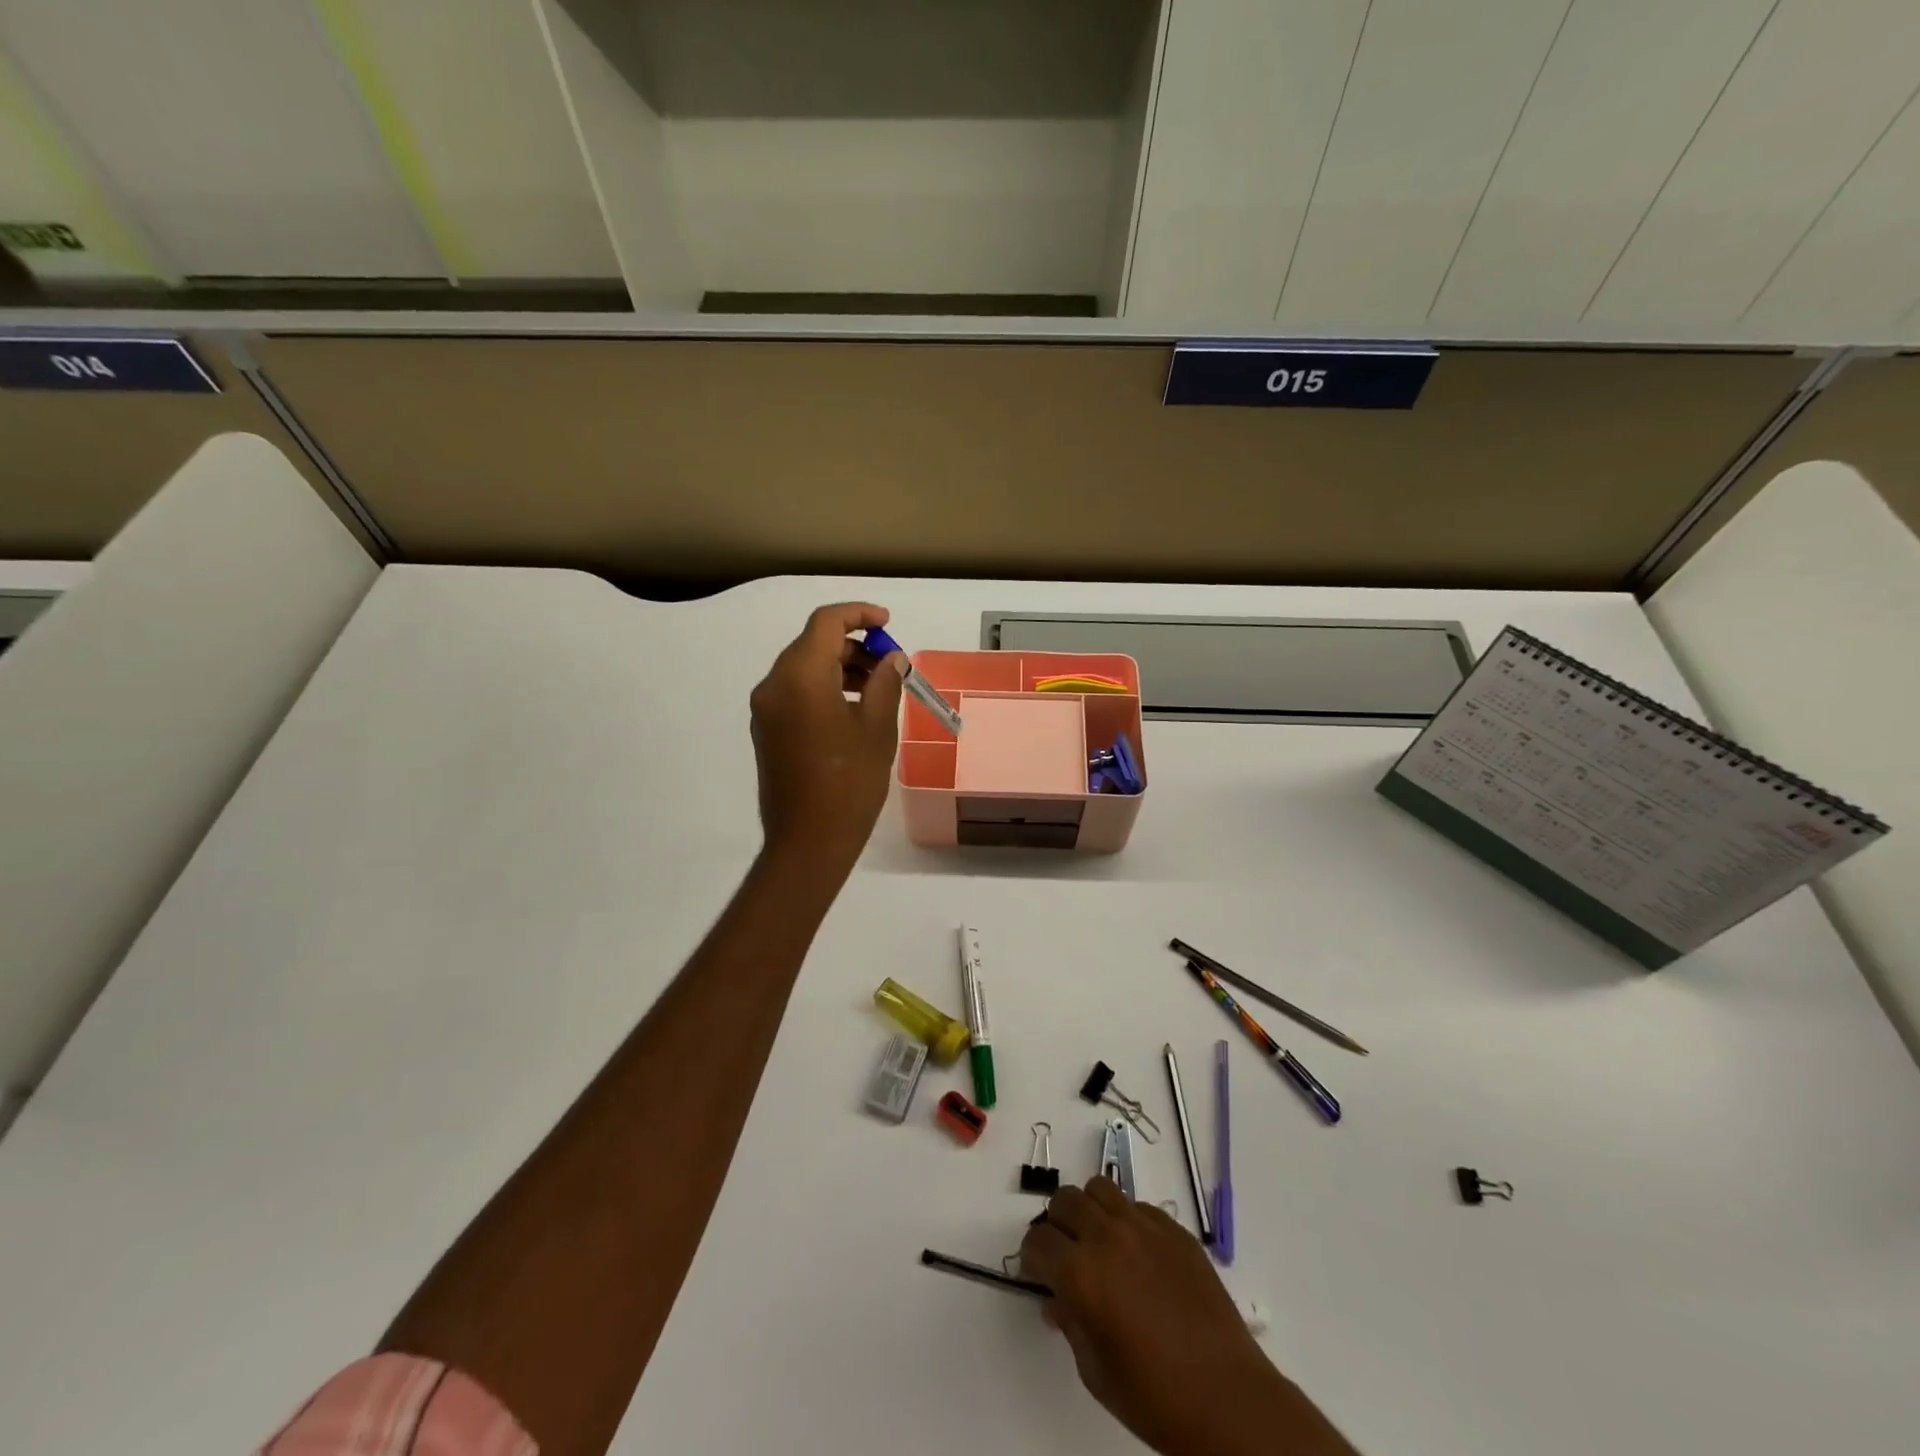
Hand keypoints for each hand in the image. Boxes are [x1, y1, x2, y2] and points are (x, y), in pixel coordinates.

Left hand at [748, 602, 905, 873]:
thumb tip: (893, 658)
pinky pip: (795, 692)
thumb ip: (885, 683)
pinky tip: (852, 709)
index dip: (859, 615)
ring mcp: (766, 709)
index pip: (826, 623)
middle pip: (813, 644)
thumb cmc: (849, 783)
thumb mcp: (876, 728)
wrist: (807, 841)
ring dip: (839, 667)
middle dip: (853, 646)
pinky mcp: (767, 730)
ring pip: (803, 668)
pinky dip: (823, 687)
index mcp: (800, 676)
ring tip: (877, 687)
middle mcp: (774, 684)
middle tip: (890, 664)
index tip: (888, 624)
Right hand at [1021, 1179, 1352, 1455]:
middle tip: (1066, 1255)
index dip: (1032, 1256)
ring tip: (1100, 1243)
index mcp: (1081, 1274)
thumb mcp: (1095, 1371)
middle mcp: (1108, 1237)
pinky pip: (1138, 1207)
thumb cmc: (1154, 1398)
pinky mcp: (1175, 1230)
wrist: (1228, 1398)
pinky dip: (1127, 1221)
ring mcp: (1144, 1227)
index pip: (1038, 1241)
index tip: (1039, 1273)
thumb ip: (1070, 1323)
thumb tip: (1057, 1298)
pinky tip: (1138, 1256)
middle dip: (1057, 1225)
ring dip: (1090, 1211)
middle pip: (1065, 1201)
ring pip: (1100, 1189)